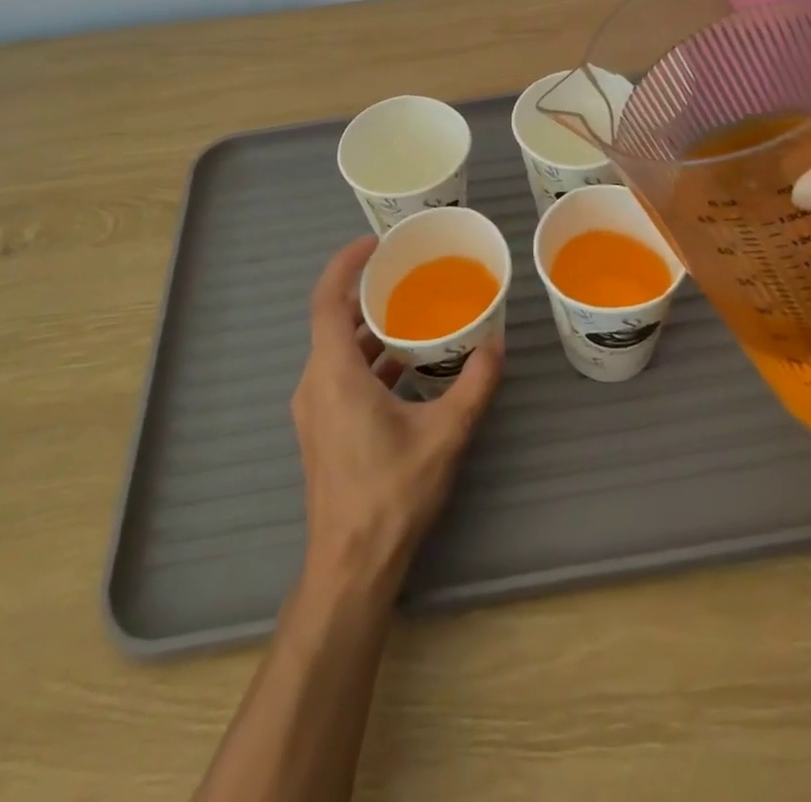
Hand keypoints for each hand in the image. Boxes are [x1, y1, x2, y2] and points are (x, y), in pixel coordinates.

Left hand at [291, 237, 504, 599]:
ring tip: (412, 314)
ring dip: (369, 329)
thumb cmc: (392, 494)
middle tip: (405, 274)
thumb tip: (496, 346)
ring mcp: (314, 409)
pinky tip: (406, 367)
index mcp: (334, 373)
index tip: (374, 244)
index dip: (345, 264)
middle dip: (366, 293)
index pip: (327, 300)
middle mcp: (315, 384)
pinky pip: (340, 375)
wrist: (350, 567)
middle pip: (332, 321)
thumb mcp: (444, 434)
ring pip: (337, 350)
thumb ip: (473, 386)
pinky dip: (368, 359)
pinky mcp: (322, 429)